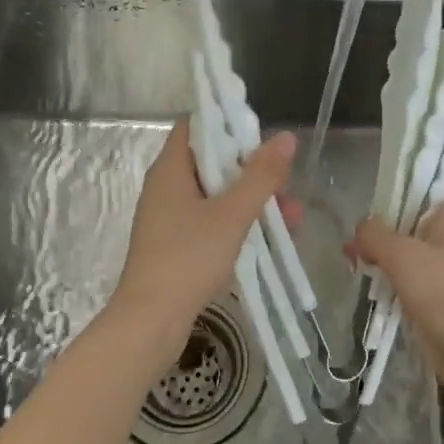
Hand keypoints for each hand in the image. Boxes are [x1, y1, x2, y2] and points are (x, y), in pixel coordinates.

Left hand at [112, 120, 295, 359]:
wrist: (150, 321)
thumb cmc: (188, 258)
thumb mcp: (232, 214)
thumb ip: (261, 175)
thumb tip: (286, 137)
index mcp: (170, 168)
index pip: (195, 125)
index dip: (226, 122)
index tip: (260, 133)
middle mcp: (166, 186)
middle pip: (211, 160)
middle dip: (251, 169)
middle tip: (285, 180)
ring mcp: (169, 217)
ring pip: (216, 194)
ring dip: (252, 199)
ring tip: (293, 215)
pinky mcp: (176, 243)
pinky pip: (211, 220)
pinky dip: (238, 222)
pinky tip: (272, 237)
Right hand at [352, 178, 443, 414]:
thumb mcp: (403, 256)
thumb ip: (375, 235)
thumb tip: (360, 230)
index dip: (419, 172)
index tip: (389, 177)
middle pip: (418, 212)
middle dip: (387, 217)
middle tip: (359, 226)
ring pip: (411, 246)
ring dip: (384, 250)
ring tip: (352, 256)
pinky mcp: (439, 297)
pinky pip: (410, 277)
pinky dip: (389, 277)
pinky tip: (365, 281)